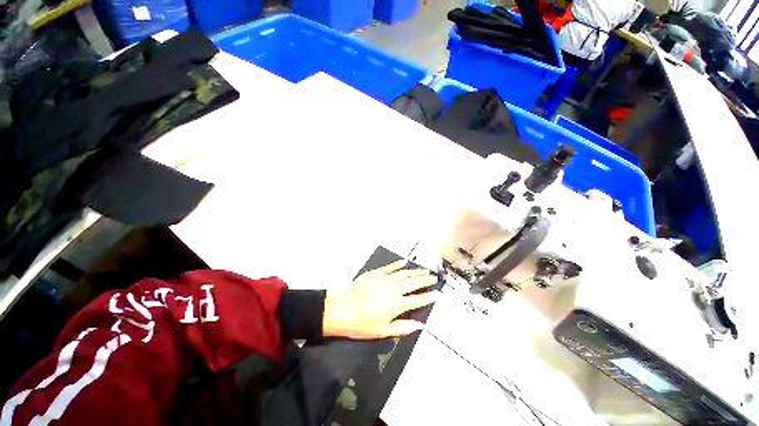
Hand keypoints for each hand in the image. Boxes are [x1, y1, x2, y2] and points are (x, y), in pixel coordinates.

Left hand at [323, 260, 439, 338]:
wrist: (341, 308)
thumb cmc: (361, 324)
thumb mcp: (383, 331)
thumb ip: (403, 327)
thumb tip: (420, 325)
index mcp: (396, 305)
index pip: (417, 299)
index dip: (428, 296)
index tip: (437, 293)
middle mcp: (393, 289)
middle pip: (413, 283)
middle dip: (425, 280)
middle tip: (434, 278)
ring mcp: (385, 279)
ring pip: (404, 273)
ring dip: (415, 271)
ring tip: (425, 270)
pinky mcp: (376, 273)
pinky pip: (390, 267)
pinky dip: (398, 264)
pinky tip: (404, 262)